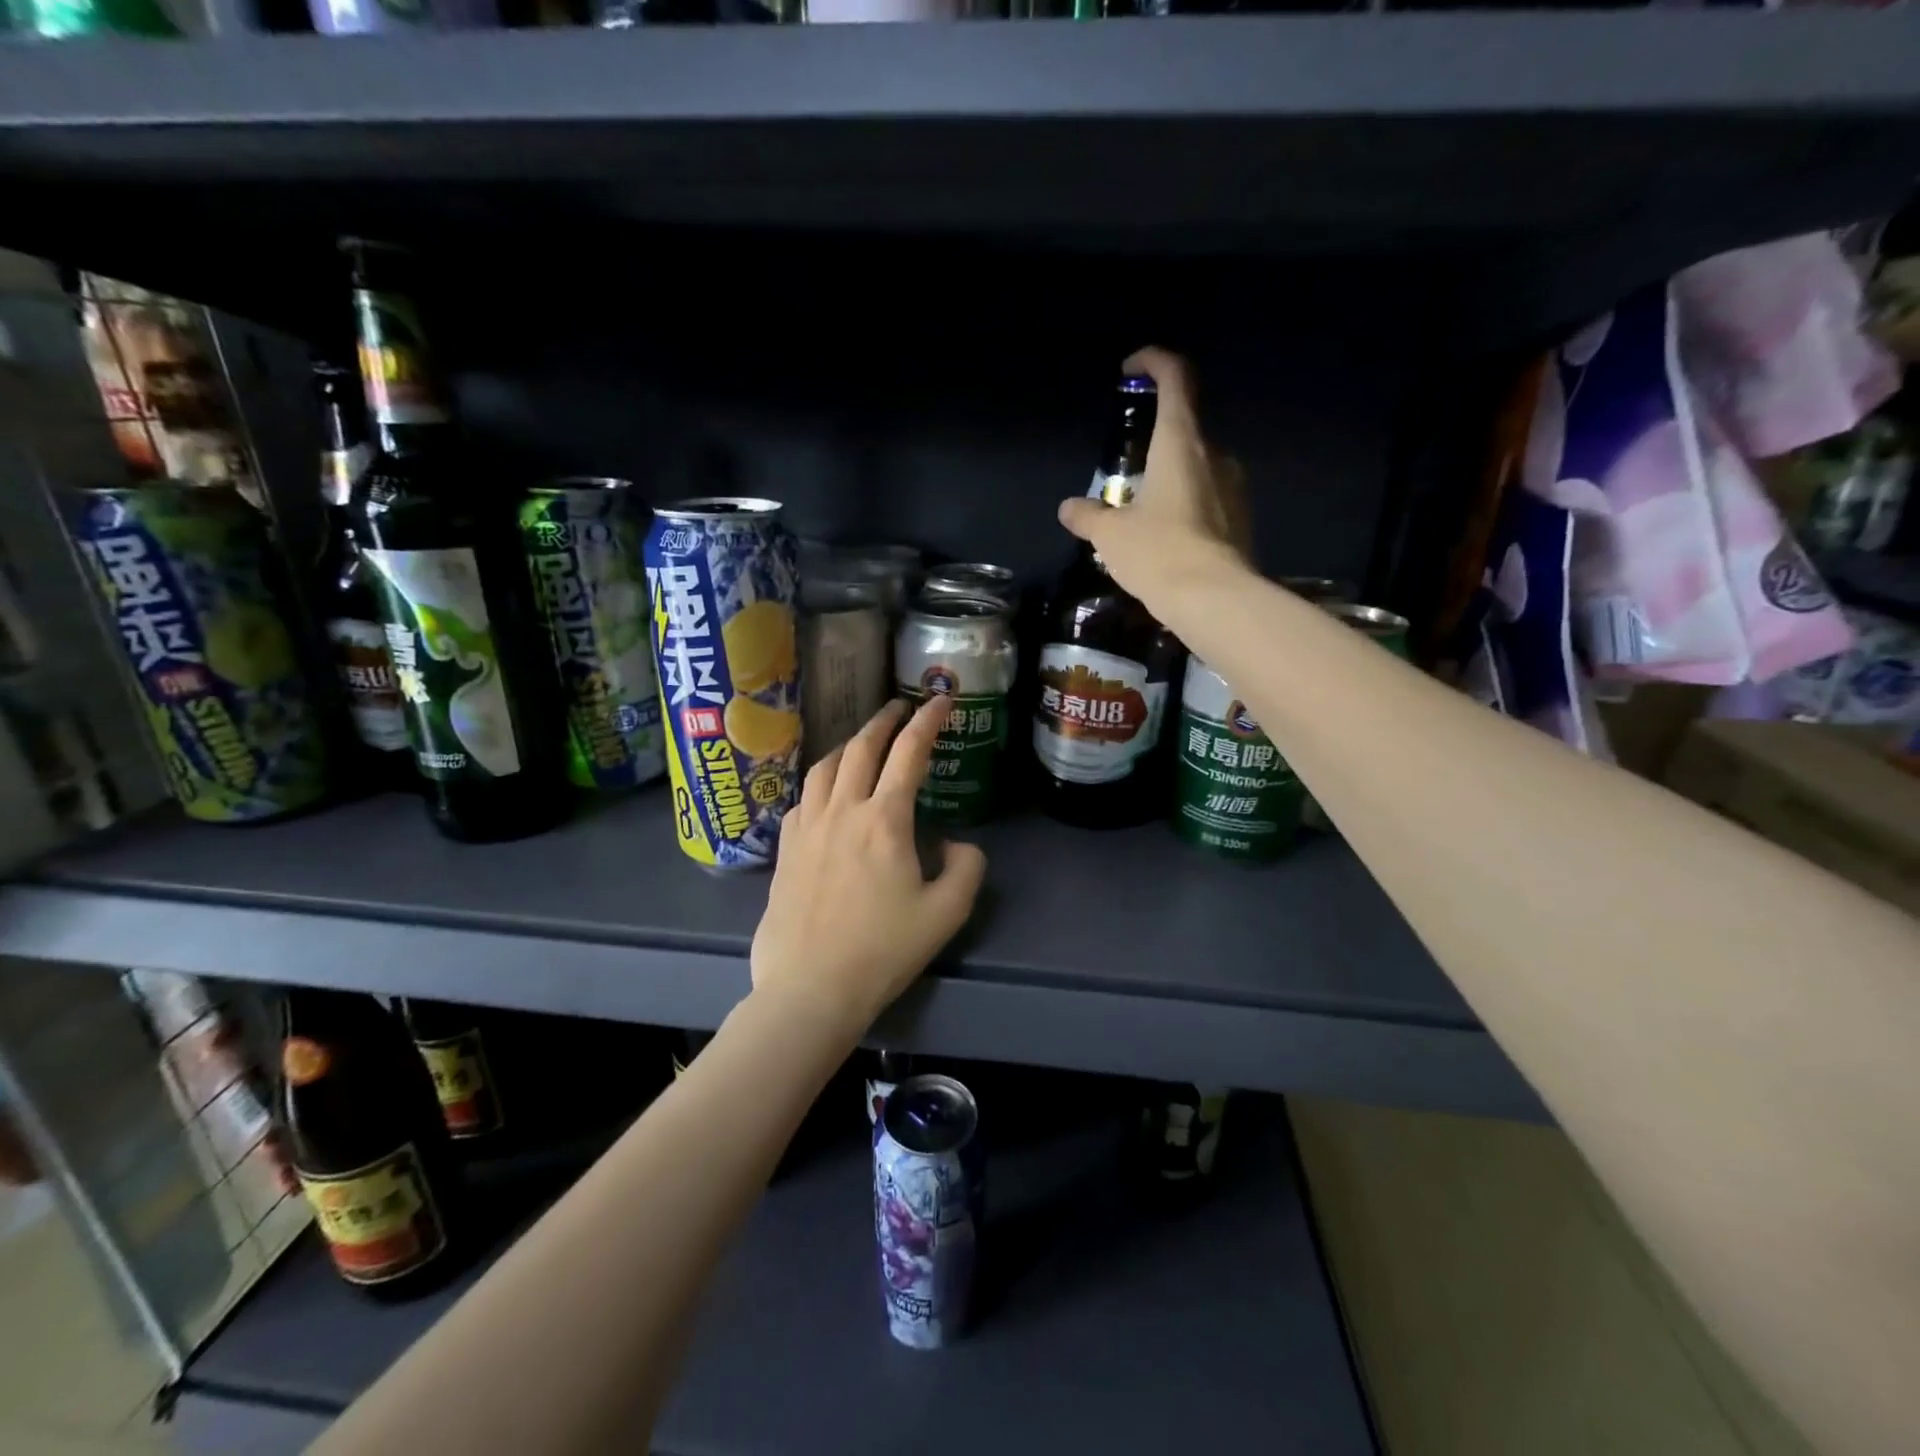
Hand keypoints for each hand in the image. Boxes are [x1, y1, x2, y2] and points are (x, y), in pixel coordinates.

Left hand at [751, 697, 987, 1036]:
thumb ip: (966, 868)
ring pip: (825, 766)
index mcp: (884, 819)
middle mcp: (842, 810)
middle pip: (862, 748)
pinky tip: (826, 793)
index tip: (941, 700)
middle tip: (900, 708)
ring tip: (863, 742)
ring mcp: (807, 827)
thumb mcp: (946, 913)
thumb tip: (955, 844)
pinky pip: (803, 798)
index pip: (908, 752)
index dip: (928, 720)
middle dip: (884, 720)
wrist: (811, 987)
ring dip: (849, 745)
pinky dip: (821, 782)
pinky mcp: (785, 849)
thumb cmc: (883, 950)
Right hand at [1057, 346, 1251, 608]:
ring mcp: (1234, 486)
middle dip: (1155, 440)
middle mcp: (1214, 454)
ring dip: (1171, 478)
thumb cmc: (1158, 552)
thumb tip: (1068, 508)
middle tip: (1127, 471)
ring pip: (1198, 466)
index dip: (1155, 362)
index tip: (1133, 368)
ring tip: (1144, 513)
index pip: (1176, 378)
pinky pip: (1209, 498)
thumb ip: (1089, 516)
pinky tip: (1167, 539)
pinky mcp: (1241, 518)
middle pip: (1185, 427)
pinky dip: (1187, 506)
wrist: (1214, 599)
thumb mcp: (1110, 535)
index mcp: (1181, 442)